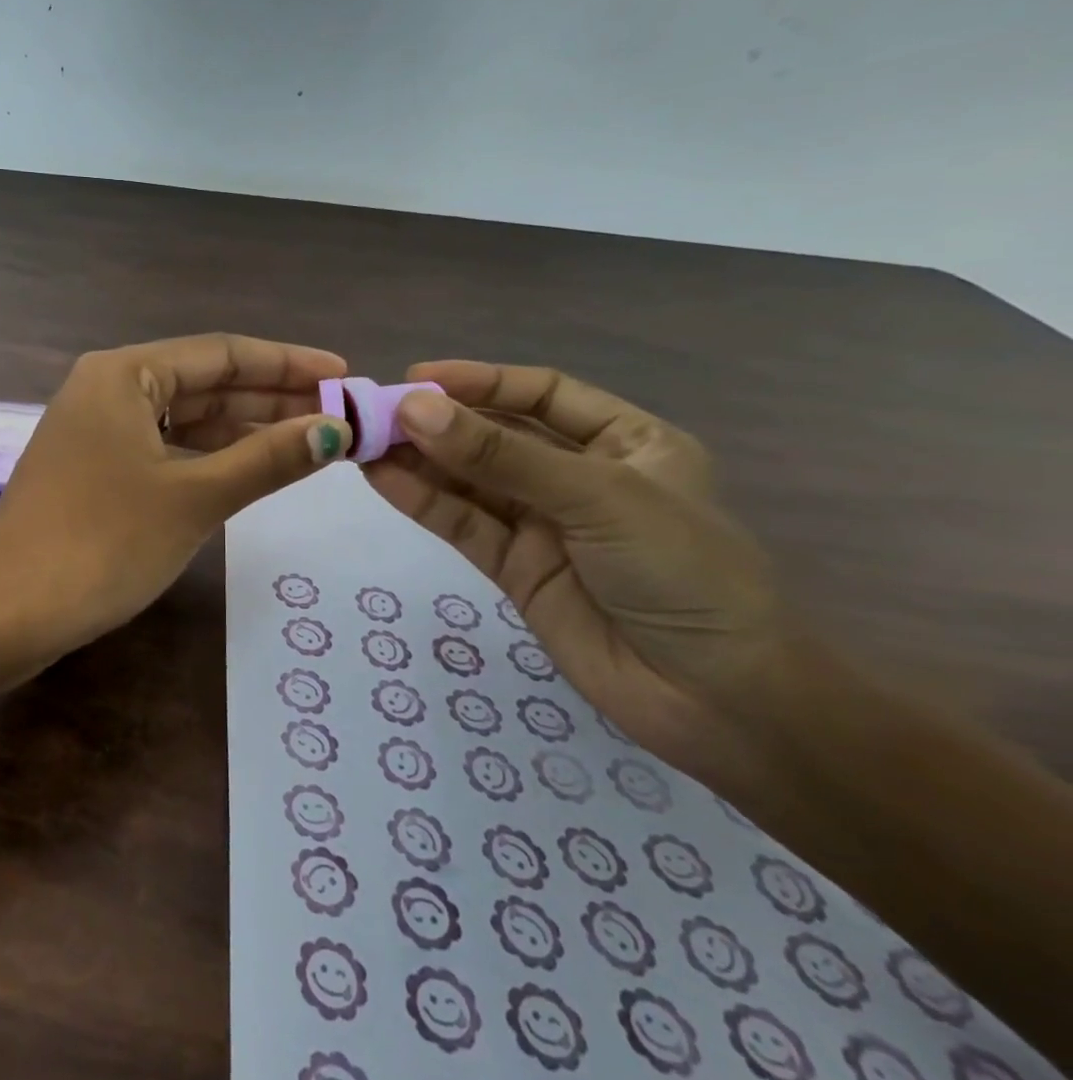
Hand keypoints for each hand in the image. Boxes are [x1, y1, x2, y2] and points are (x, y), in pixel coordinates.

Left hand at [0, 334, 351, 674]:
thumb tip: (334, 431)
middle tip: (338, 414)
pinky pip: (163, 447)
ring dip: (242, 429)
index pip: (222, 353)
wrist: (7, 611)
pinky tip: (249, 467)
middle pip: (204, 382)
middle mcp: (107, 388)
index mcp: (124, 373)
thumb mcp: (194, 497)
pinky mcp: (92, 468)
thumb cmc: (102, 543)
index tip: (344, 376)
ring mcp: (95, 429)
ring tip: (309, 439)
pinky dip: (207, 455)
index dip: (287, 364)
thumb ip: (267, 459)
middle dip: (270, 398)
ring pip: (184, 418)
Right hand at [363, 361, 786, 779]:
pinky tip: (381, 478)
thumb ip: (501, 455)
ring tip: (362, 442)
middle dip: (439, 422)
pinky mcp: (514, 568)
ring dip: (419, 460)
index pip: (541, 394)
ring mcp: (544, 524)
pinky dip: (422, 501)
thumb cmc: (682, 572)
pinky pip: (463, 524)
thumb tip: (413, 409)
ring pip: (471, 481)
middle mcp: (580, 476)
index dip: (481, 381)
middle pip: (497, 436)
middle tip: (374, 413)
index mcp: (625, 442)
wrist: (718, 701)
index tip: (417, 378)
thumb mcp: (597, 497)